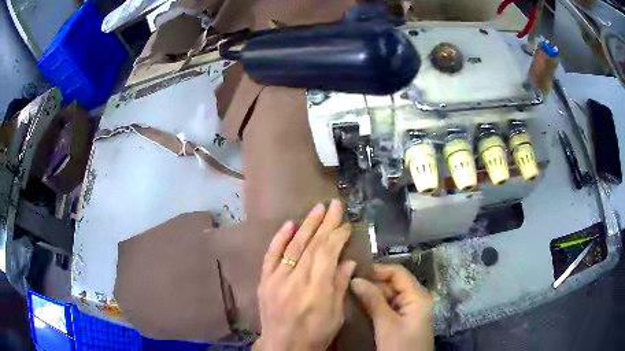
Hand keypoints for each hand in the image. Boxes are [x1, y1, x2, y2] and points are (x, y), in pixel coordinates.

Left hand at [255, 200, 355, 350]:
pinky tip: (289, 224)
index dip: (338, 236)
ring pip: (294, 246)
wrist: (284, 347)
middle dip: (326, 223)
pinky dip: (279, 239)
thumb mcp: (336, 314)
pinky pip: (271, 256)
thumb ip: (340, 285)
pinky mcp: (265, 281)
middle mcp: (296, 279)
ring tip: (318, 208)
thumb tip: (347, 261)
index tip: (347, 224)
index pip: (328, 253)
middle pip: (313, 245)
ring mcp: (277, 279)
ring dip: (306, 225)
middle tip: (335, 205)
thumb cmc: (316, 334)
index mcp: (316, 289)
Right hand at [351, 264, 433, 350]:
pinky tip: (358, 308)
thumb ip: (373, 300)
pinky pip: (387, 308)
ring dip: (370, 296)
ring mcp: (408, 312)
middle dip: (371, 284)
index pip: (398, 273)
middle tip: (347, 285)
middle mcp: (414, 300)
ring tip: (348, 294)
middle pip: (392, 284)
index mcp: (417, 297)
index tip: (355, 272)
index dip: (378, 270)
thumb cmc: (401, 346)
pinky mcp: (401, 322)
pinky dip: (374, 307)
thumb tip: (356, 279)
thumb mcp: (386, 324)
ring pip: (388, 297)